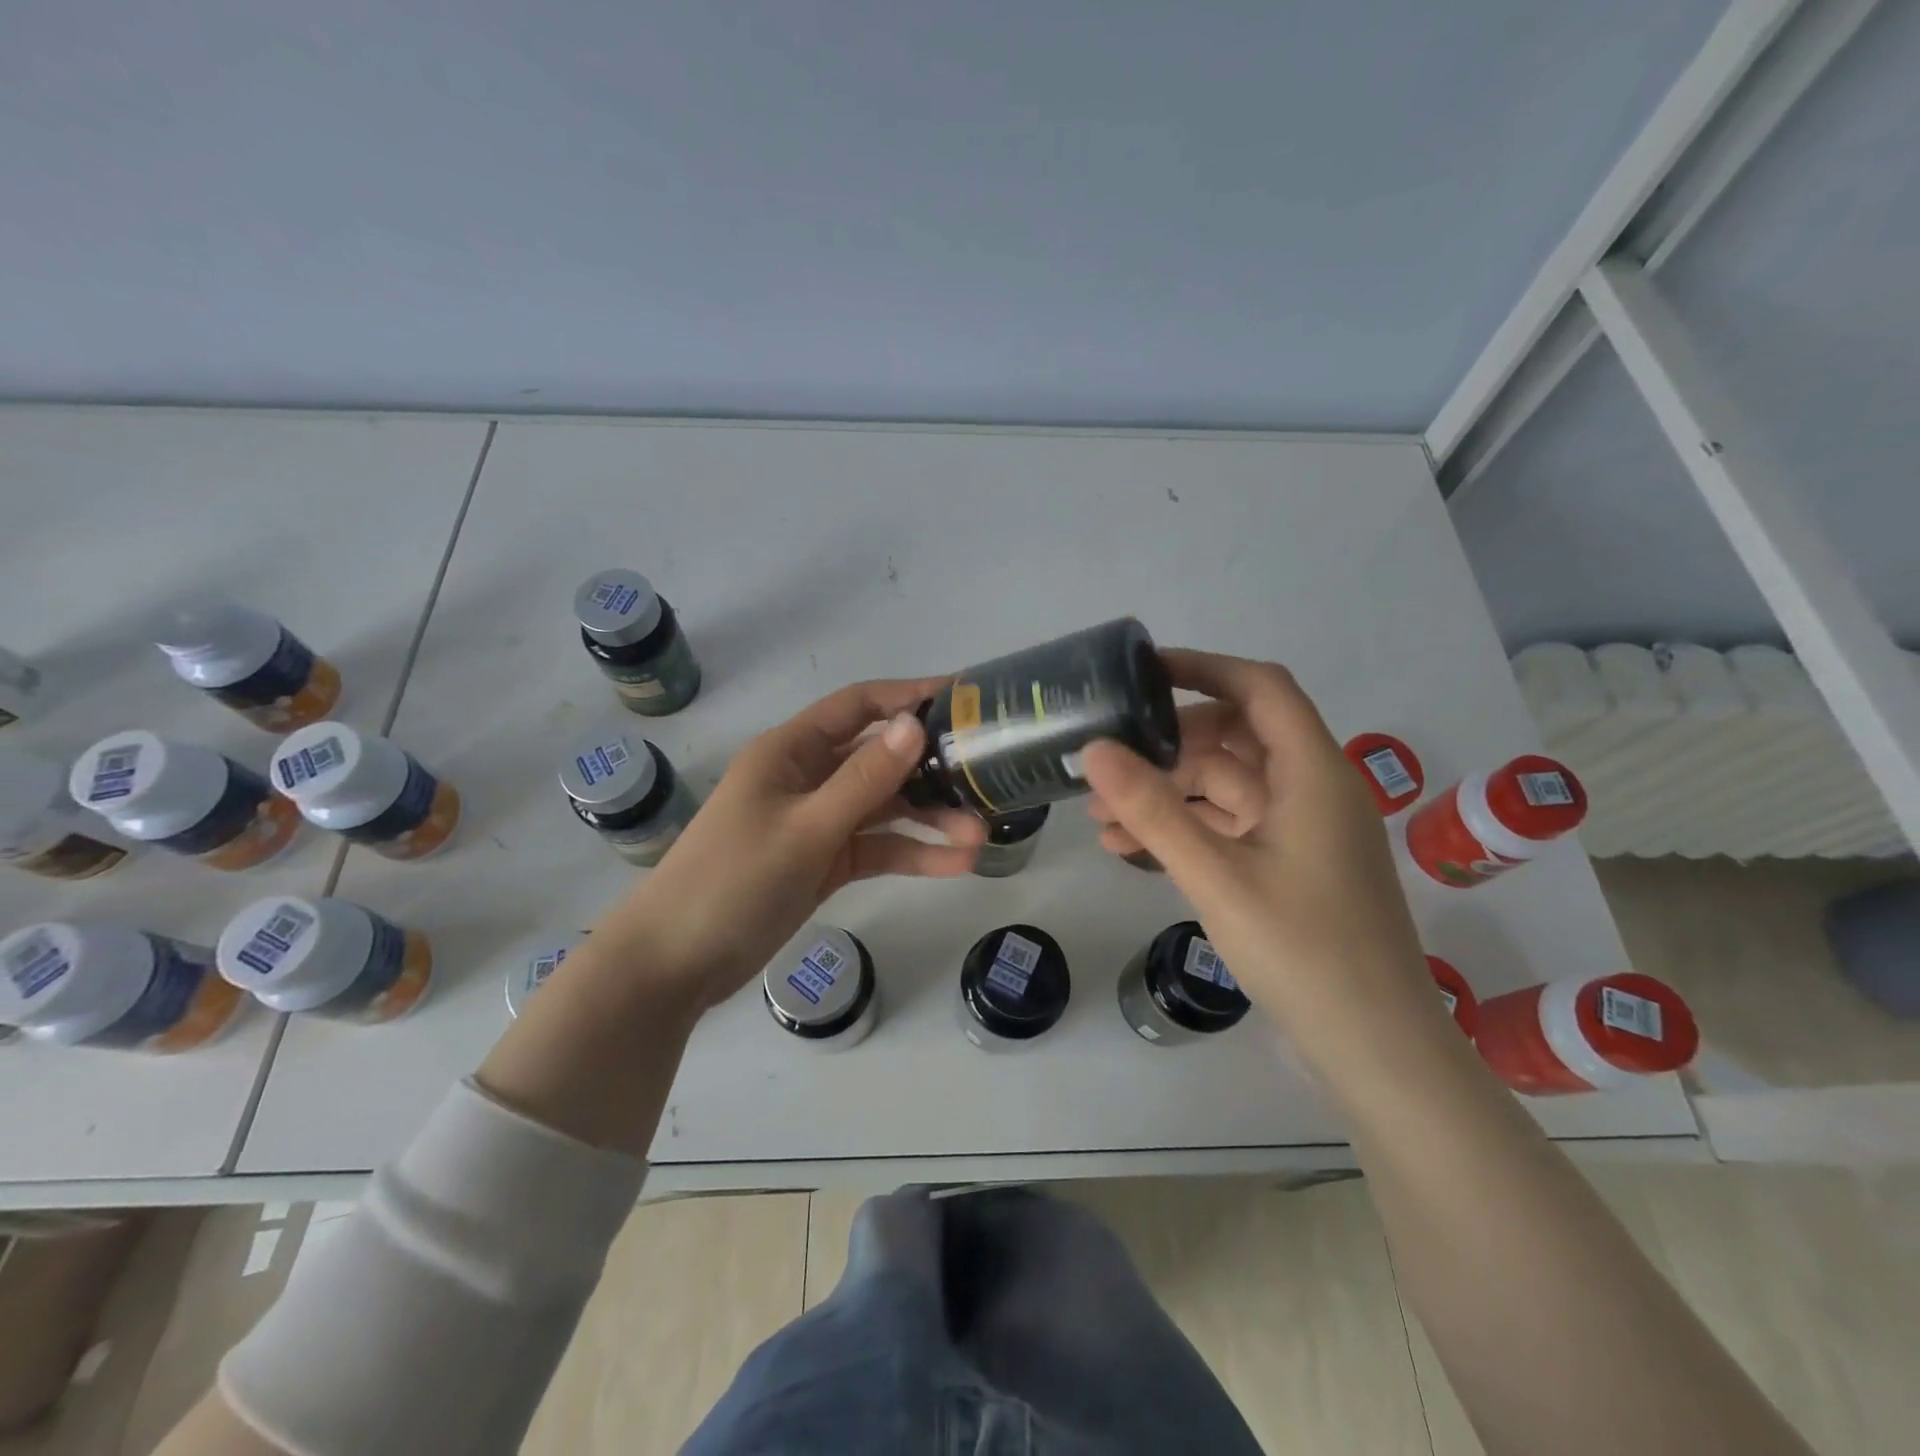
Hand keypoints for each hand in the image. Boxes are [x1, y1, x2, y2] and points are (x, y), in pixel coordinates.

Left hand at [604, 677, 985, 1009]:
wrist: (675, 963)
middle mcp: (808, 778)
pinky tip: (954, 865)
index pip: (858, 706)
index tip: (963, 699)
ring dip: (929, 819)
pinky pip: (876, 848)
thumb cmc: (732, 880)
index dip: (908, 697)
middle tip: (987, 777)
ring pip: (884, 808)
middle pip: (880, 759)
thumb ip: (863, 779)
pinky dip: (910, 854)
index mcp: (791, 751)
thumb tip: (916, 725)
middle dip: (932, 770)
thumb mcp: (804, 828)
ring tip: (981, 835)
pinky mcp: (824, 862)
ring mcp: (817, 822)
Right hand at [1081, 650, 1433, 1041]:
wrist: (1375, 1048)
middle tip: (1107, 763)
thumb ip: (1153, 810)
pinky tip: (1131, 849)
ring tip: (1101, 816)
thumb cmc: (1303, 951)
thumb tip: (1094, 749)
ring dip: (1167, 793)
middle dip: (1167, 746)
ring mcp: (1302, 830)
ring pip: (1226, 786)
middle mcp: (1313, 789)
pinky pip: (1230, 826)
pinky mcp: (1290, 865)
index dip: (1204, 668)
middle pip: (1235, 737)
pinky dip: (1185, 829)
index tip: (1141, 673)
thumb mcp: (1216, 875)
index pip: (1260, 688)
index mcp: (1313, 773)